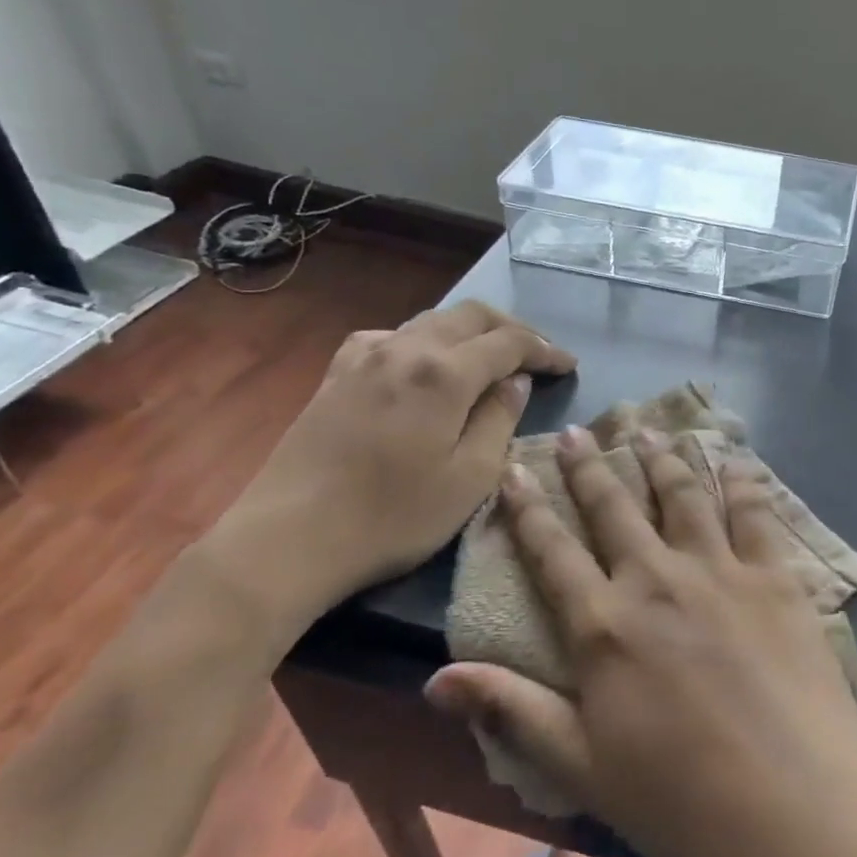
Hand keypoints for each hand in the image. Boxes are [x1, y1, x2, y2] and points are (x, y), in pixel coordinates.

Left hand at [198, 301, 576, 641]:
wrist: (287, 540)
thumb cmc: (392, 516)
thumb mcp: (470, 478)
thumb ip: (500, 419)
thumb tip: (515, 381)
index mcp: (445, 372)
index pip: (509, 342)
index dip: (545, 350)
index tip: (569, 366)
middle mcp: (407, 349)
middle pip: (471, 316)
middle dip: (512, 329)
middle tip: (537, 355)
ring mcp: (365, 358)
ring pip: (430, 321)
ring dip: (469, 331)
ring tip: (488, 357)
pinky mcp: (335, 376)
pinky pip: (389, 337)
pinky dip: (421, 341)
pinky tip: (420, 362)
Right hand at [424, 426, 856, 856]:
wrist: (795, 808)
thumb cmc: (680, 800)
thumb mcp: (581, 767)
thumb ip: (512, 710)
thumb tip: (435, 677)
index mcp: (604, 626)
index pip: (553, 552)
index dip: (528, 509)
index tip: (515, 469)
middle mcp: (656, 579)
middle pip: (614, 508)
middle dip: (590, 468)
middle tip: (577, 432)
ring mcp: (720, 570)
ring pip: (681, 495)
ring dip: (660, 458)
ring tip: (646, 429)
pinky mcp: (775, 576)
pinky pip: (753, 512)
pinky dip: (738, 480)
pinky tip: (731, 458)